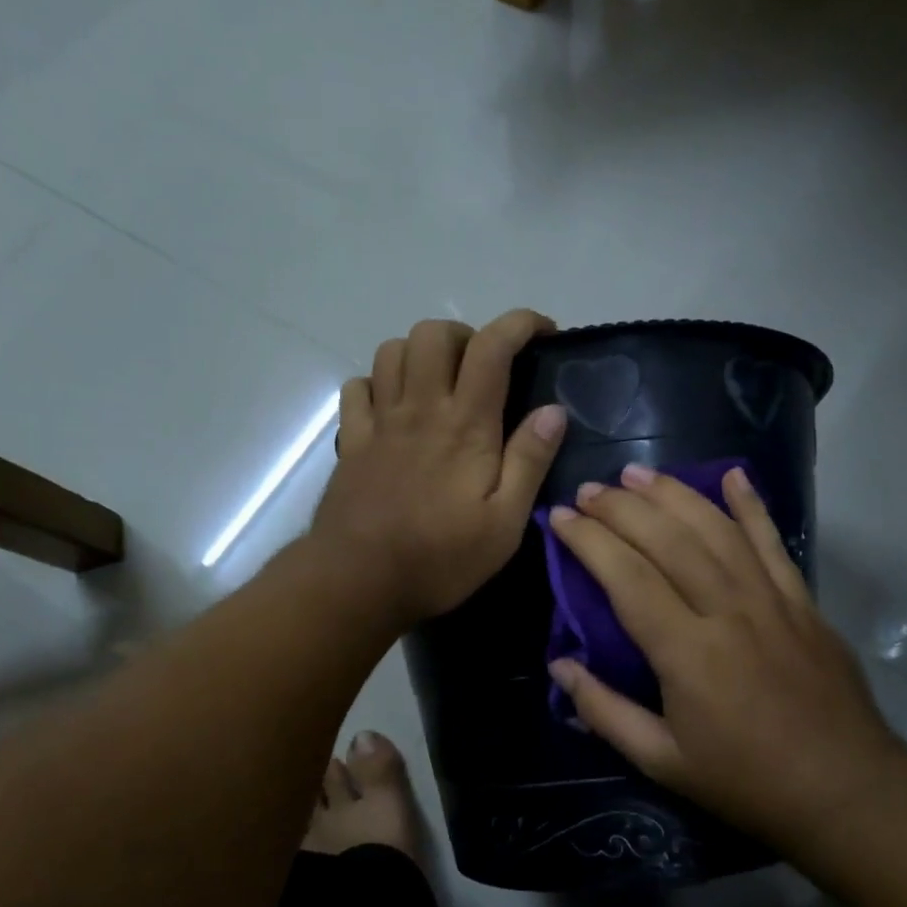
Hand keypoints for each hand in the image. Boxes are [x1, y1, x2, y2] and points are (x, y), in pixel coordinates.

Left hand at [311, 311, 566, 627]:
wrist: (359, 582)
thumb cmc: (440, 558)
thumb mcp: (505, 523)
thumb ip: (529, 461)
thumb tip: (554, 409)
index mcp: (465, 425)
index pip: (491, 346)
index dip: (519, 324)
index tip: (542, 332)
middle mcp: (420, 409)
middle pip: (433, 334)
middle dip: (465, 335)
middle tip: (484, 370)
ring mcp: (379, 423)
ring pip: (391, 351)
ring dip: (421, 353)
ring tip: (440, 383)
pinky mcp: (351, 442)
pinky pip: (357, 388)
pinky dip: (378, 384)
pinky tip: (393, 408)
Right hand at [545, 464, 906, 843]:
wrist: (845, 790)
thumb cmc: (746, 781)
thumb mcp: (662, 762)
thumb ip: (605, 712)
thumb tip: (560, 665)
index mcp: (688, 653)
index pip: (628, 578)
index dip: (590, 542)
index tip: (561, 518)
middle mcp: (728, 611)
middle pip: (669, 541)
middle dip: (624, 508)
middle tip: (590, 490)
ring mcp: (771, 600)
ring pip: (716, 530)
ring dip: (674, 494)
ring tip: (638, 474)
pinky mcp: (802, 601)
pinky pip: (773, 542)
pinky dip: (752, 506)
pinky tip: (732, 476)